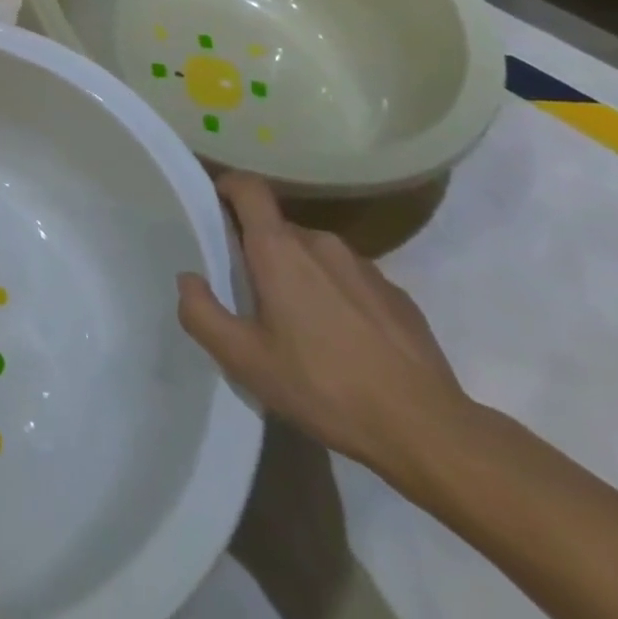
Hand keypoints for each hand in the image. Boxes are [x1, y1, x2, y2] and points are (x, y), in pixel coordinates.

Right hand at [176, 173, 472, 480]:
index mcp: (279, 248)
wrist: (428, 431)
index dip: (227, 188)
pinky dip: (338, 298)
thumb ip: (201, 313)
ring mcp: (365, 267)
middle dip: (260, 252)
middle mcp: (321, 243)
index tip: (215, 212)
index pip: (248, 187)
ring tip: (302, 328)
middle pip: (278, 228)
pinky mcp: (398, 296)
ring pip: (316, 255)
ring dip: (301, 276)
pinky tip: (345, 345)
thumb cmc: (324, 387)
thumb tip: (189, 279)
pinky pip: (352, 281)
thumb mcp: (244, 360)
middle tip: (254, 298)